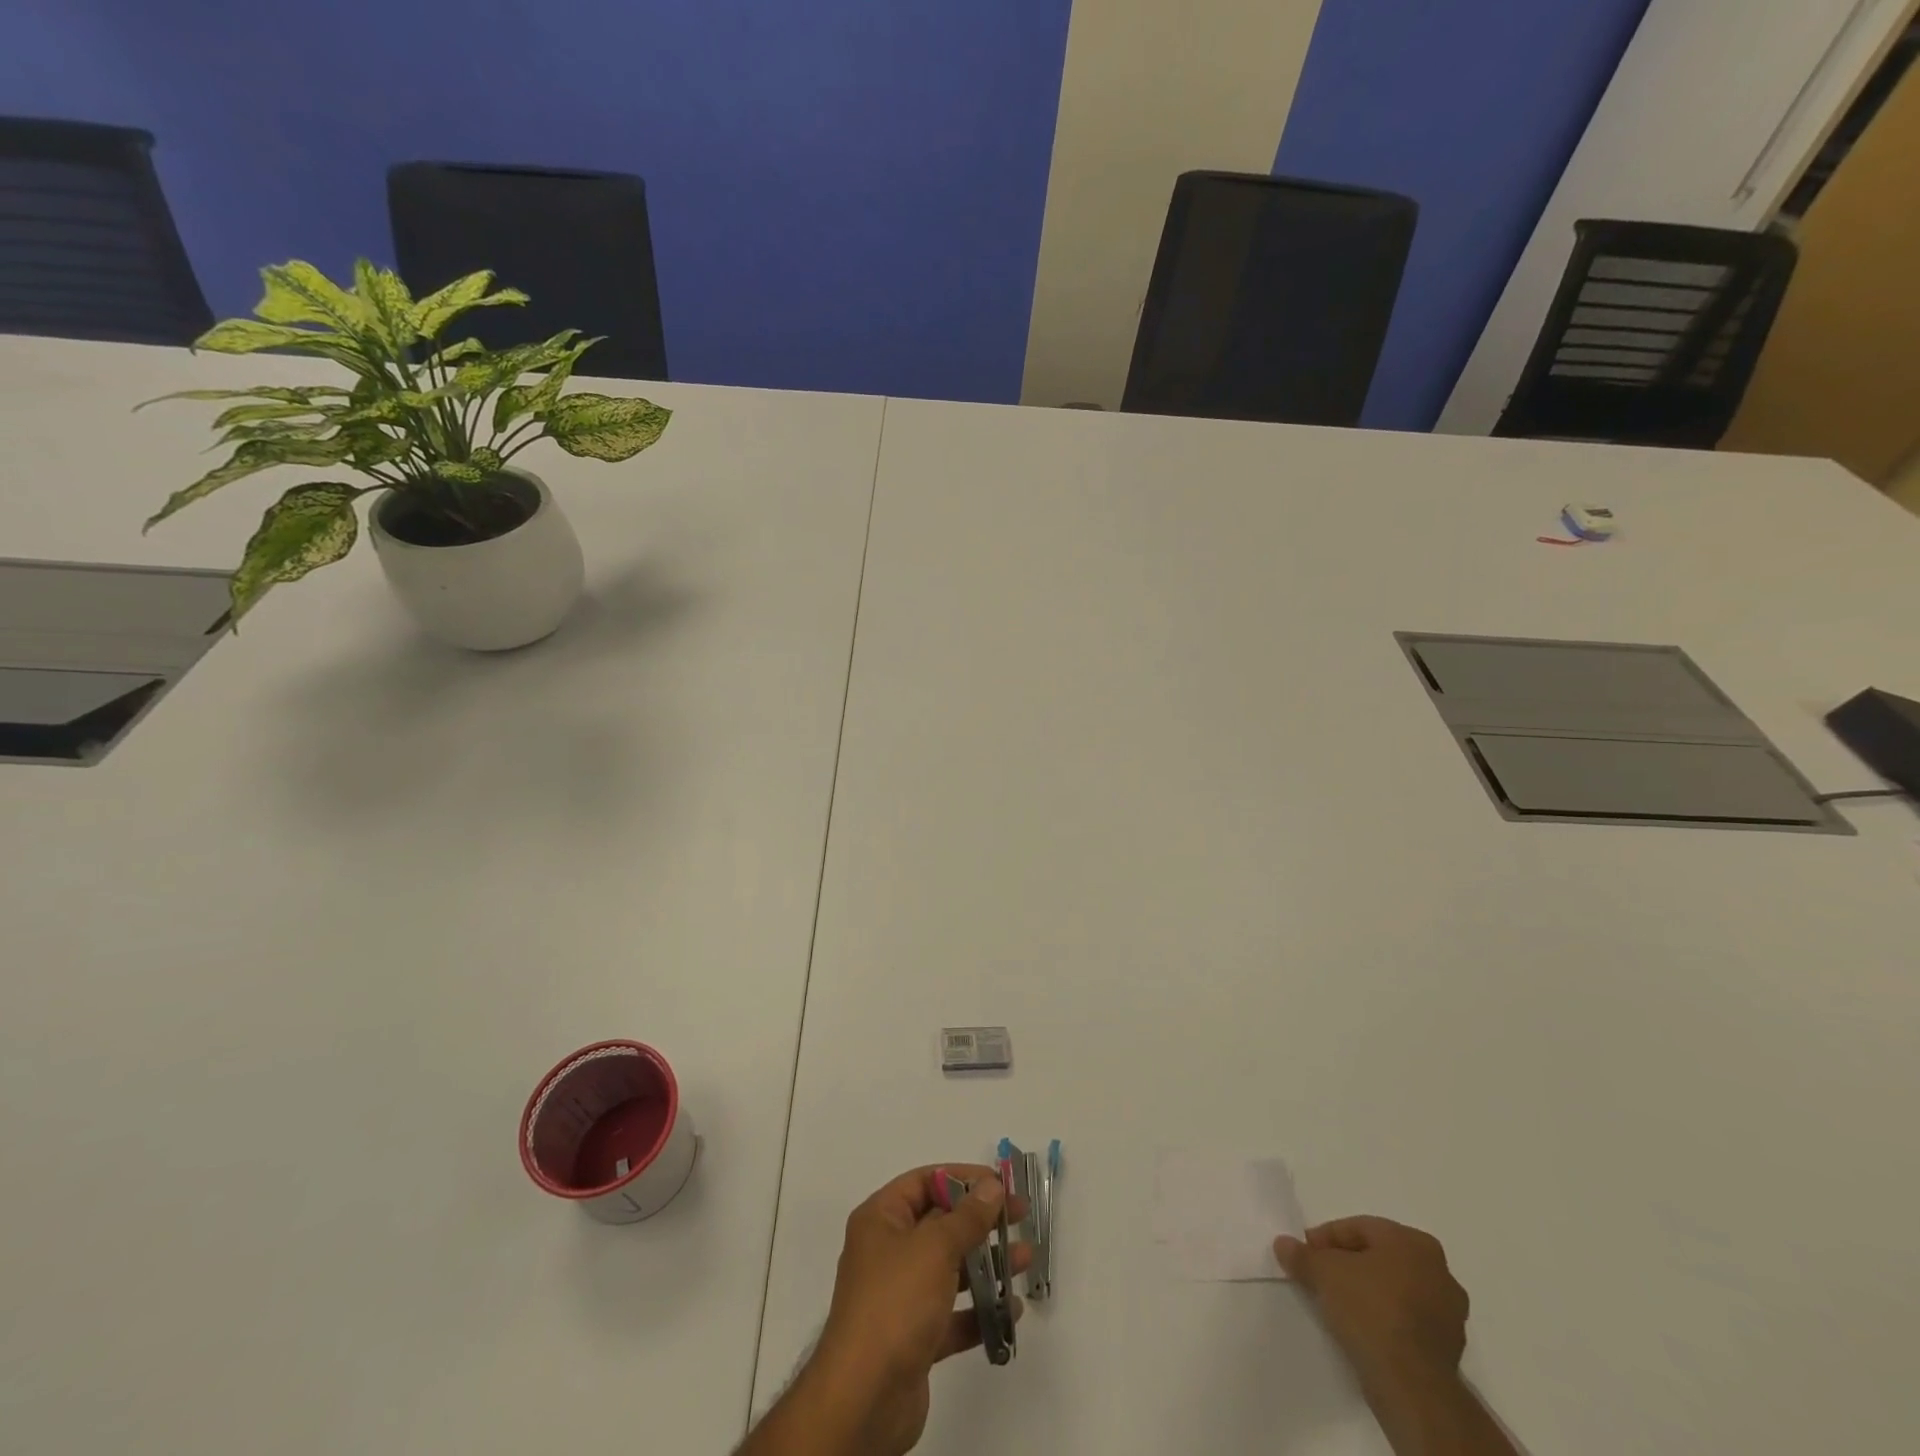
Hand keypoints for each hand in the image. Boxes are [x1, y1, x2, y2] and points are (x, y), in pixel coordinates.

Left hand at [742, 1165, 1028, 1455]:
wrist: (864, 1399)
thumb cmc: (896, 1303)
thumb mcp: (935, 1248)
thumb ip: (968, 1217)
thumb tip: (992, 1185)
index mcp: (881, 1219)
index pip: (924, 1182)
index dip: (962, 1178)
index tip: (999, 1184)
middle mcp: (888, 1251)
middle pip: (940, 1224)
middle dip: (981, 1221)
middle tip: (1021, 1217)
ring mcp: (900, 1297)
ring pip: (950, 1269)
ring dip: (987, 1263)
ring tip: (1025, 1259)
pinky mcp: (914, 1338)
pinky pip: (952, 1314)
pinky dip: (979, 1310)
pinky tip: (1010, 1309)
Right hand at [1273, 1216, 1468, 1401]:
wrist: (1412, 1385)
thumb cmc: (1369, 1310)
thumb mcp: (1322, 1272)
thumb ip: (1301, 1254)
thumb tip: (1283, 1244)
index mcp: (1412, 1241)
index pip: (1358, 1229)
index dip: (1326, 1239)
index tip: (1306, 1255)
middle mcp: (1439, 1269)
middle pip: (1379, 1256)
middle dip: (1349, 1263)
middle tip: (1321, 1276)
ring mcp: (1450, 1311)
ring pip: (1395, 1288)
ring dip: (1368, 1291)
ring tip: (1339, 1305)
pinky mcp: (1450, 1347)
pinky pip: (1408, 1318)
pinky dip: (1385, 1317)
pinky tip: (1363, 1329)